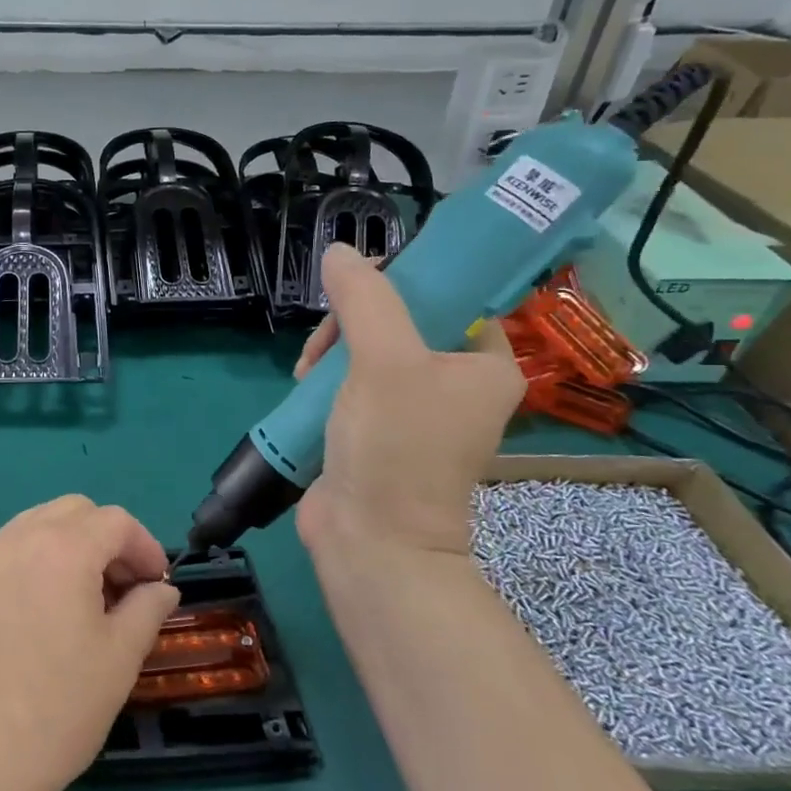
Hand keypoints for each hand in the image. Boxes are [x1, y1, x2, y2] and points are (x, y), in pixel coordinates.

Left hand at [0, 496, 178, 790]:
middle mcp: (20, 538)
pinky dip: (38, 555)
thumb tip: (161, 589)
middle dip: (108, 538)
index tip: (157, 585)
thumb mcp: (120, 658)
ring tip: (85, 594)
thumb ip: (147, 608)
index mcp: (63, 549)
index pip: (115, 521)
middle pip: (75, 510)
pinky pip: (10, 546)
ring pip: (39, 521)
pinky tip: (45, 604)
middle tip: (123, 587)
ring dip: (71, 542)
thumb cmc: (60, 707)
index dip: (145, 546)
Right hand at [294, 244, 523, 572]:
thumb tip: (340, 252)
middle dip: (353, 324)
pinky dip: (326, 379)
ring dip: (332, 352)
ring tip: (307, 373)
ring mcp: (414, 410)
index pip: (452, 297)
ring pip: (368, 350)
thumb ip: (365, 300)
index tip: (360, 286)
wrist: (372, 538)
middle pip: (400, 321)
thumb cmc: (395, 445)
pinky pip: (351, 382)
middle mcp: (455, 384)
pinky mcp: (377, 429)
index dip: (405, 282)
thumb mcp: (383, 361)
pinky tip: (305, 387)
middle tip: (325, 343)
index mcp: (484, 365)